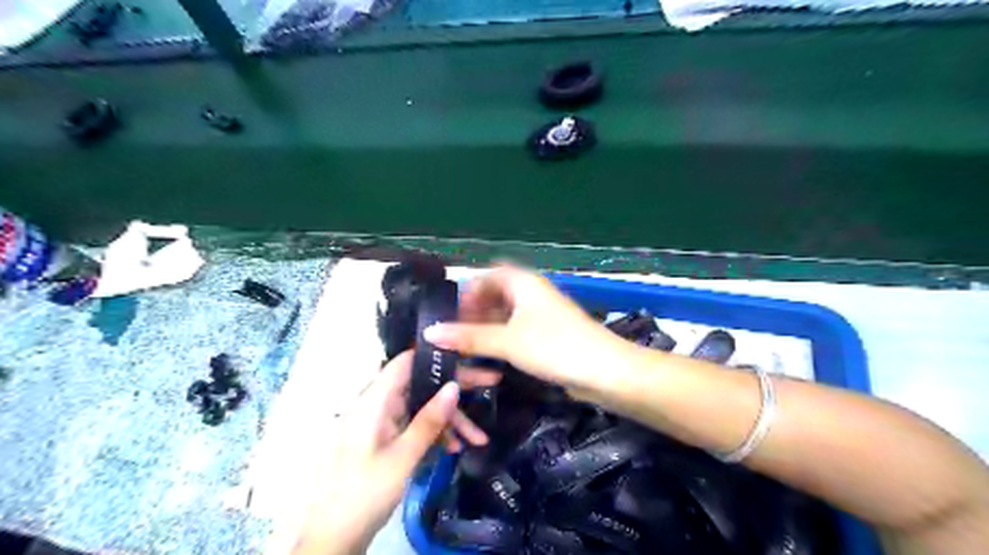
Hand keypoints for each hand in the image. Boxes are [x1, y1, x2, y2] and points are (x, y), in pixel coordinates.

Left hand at [293, 352, 494, 552]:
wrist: (331, 537)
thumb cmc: (363, 493)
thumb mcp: (403, 457)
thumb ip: (429, 420)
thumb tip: (454, 386)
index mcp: (374, 401)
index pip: (406, 362)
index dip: (437, 355)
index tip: (469, 355)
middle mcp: (377, 404)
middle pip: (420, 385)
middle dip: (454, 390)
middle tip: (492, 383)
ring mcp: (381, 422)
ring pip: (421, 408)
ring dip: (450, 420)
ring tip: (478, 438)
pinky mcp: (384, 438)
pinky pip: (414, 425)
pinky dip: (435, 434)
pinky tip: (455, 448)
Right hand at [421, 267, 627, 392]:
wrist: (604, 371)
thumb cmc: (555, 347)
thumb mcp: (507, 341)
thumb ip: (469, 337)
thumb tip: (430, 332)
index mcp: (523, 283)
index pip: (487, 275)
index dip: (467, 291)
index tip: (449, 313)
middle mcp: (531, 293)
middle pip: (495, 295)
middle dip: (473, 312)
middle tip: (452, 334)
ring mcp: (541, 314)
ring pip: (505, 314)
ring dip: (485, 328)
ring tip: (464, 348)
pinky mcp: (547, 335)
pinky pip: (516, 330)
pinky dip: (500, 339)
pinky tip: (489, 356)